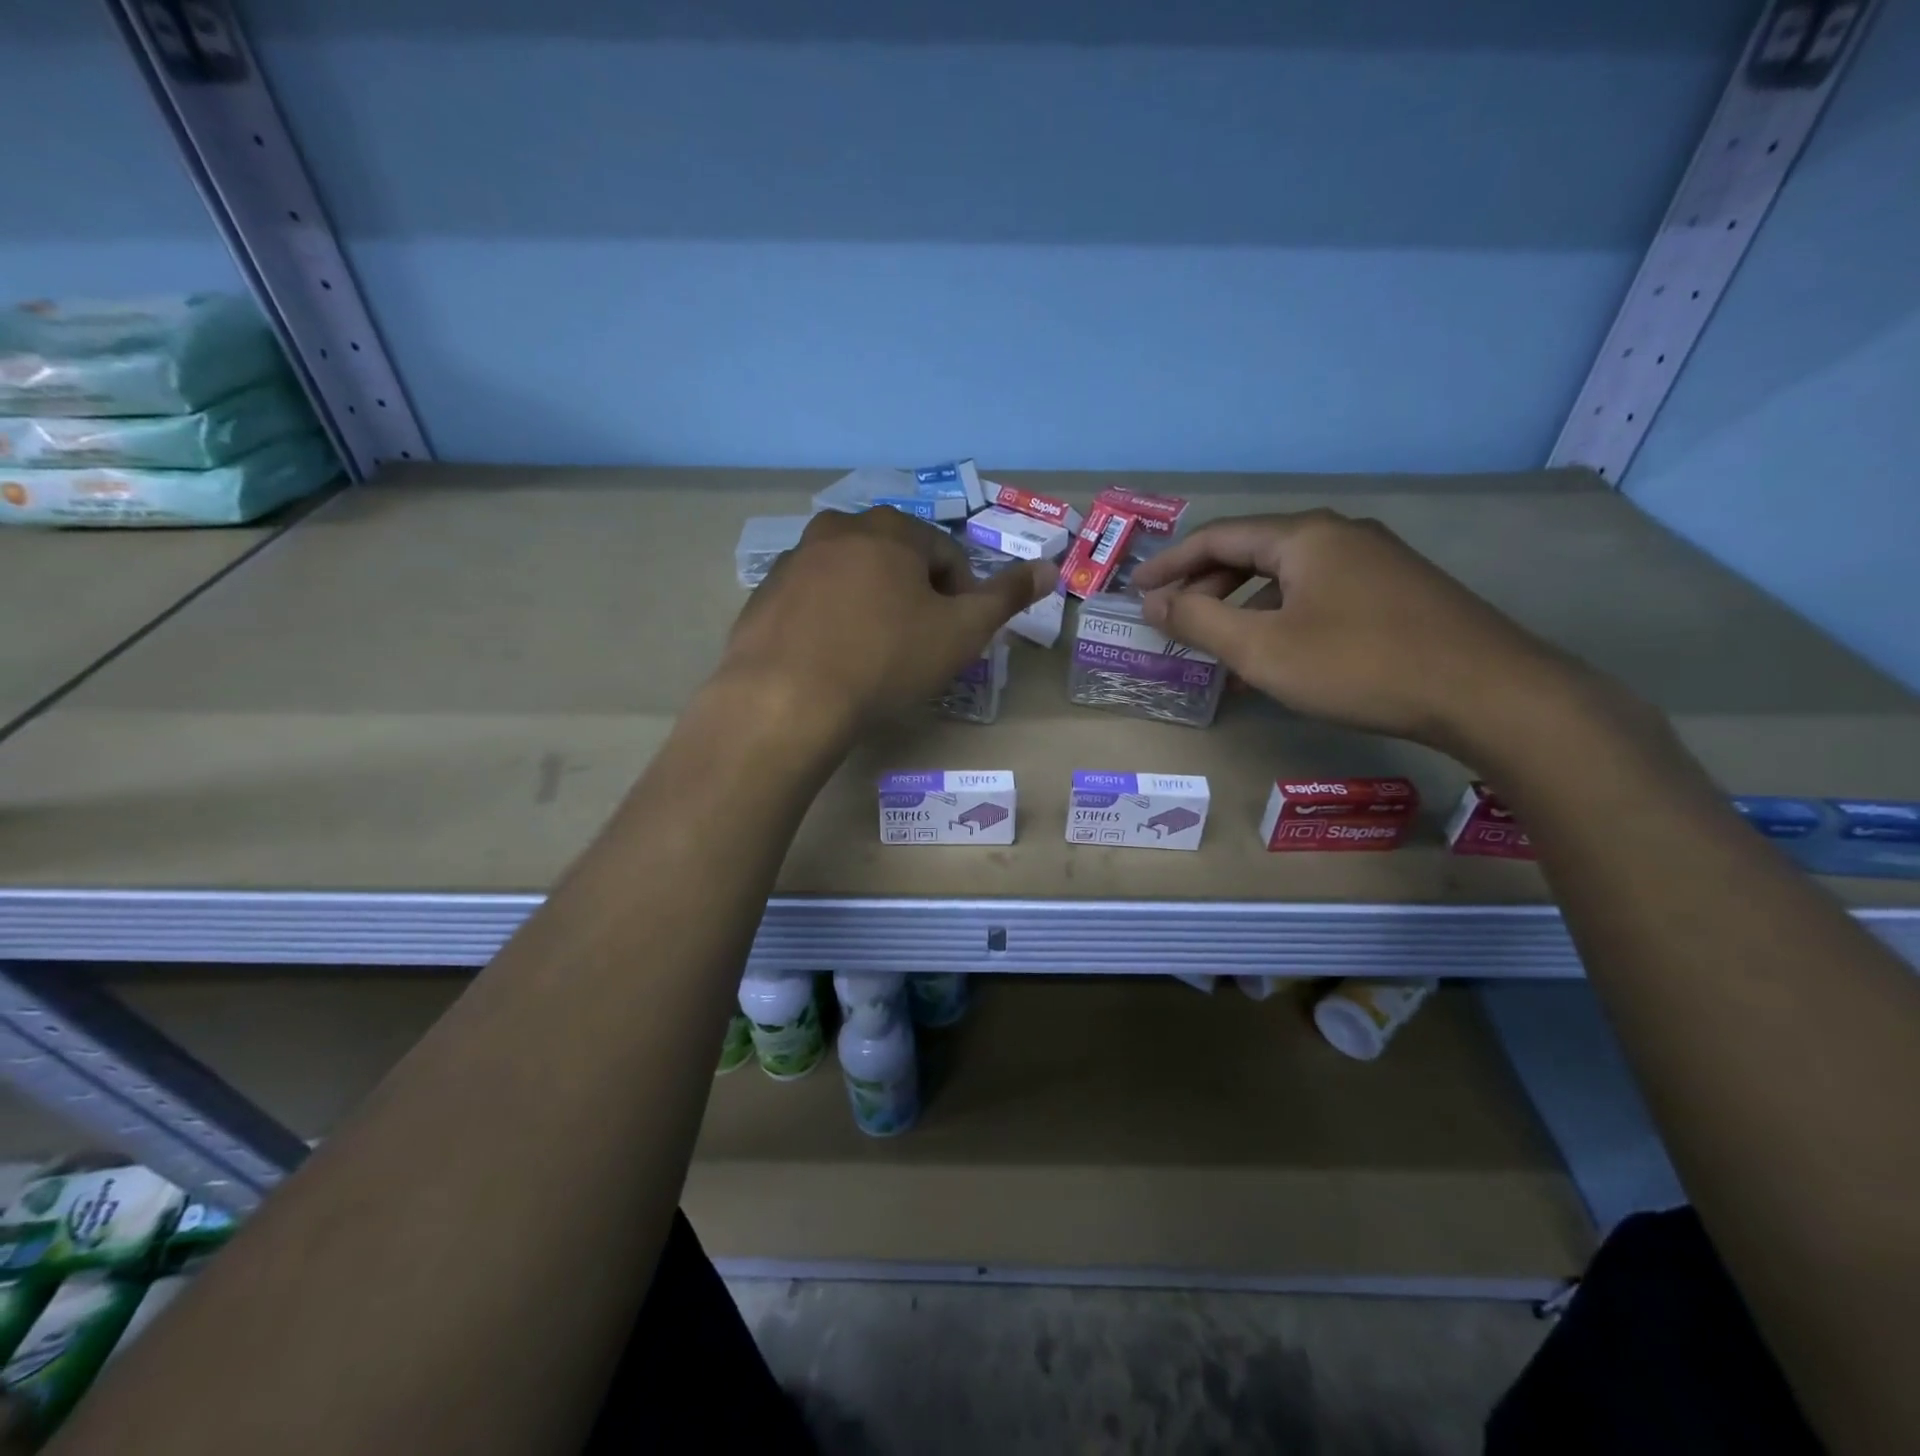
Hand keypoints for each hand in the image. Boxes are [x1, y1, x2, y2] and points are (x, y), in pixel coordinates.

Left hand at [719, 507, 1054, 738]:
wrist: (786, 700)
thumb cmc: (885, 660)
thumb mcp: (961, 632)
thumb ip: (1007, 597)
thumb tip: (1049, 566)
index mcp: (891, 529)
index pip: (947, 554)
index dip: (962, 596)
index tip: (956, 637)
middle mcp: (838, 529)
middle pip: (897, 560)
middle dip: (915, 597)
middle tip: (917, 647)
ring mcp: (794, 560)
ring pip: (853, 578)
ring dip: (872, 606)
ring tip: (873, 655)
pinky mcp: (764, 594)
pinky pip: (813, 600)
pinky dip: (830, 619)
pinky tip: (832, 659)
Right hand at [1128, 510, 1589, 754]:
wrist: (1487, 692)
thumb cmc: (1359, 665)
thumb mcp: (1263, 649)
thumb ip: (1200, 622)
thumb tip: (1156, 603)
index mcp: (1304, 536)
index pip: (1218, 537)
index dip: (1171, 564)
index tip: (1137, 590)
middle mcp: (1339, 535)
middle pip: (1253, 552)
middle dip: (1206, 585)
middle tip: (1172, 617)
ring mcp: (1375, 561)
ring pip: (1288, 577)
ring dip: (1243, 606)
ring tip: (1217, 645)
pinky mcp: (1398, 591)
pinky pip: (1318, 594)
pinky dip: (1282, 616)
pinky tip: (1277, 653)